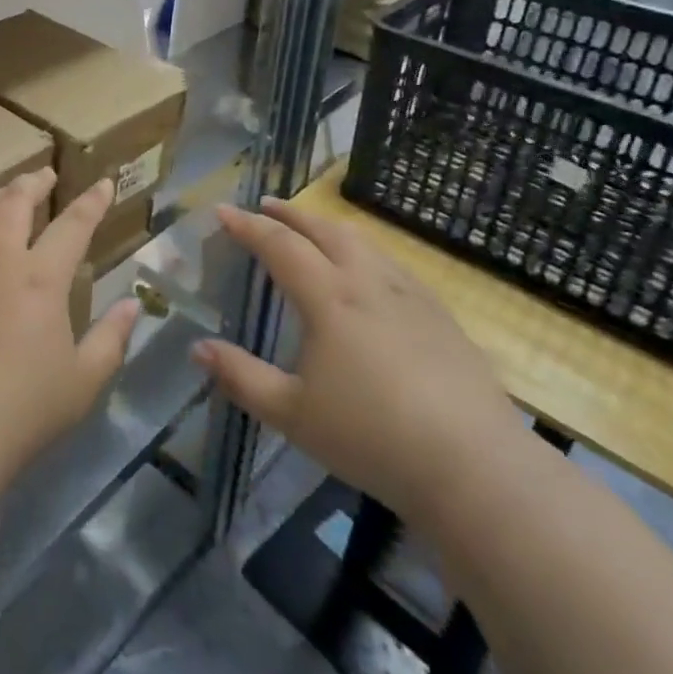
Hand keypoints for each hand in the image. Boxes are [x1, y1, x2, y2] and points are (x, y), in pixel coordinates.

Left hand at [0, 170, 139, 492]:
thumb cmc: (21, 412)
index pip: (74, 223)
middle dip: (34, 181)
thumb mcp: (83, 382)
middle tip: (43, 176)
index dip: (92, 201)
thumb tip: (134, 304)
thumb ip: (112, 337)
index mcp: (40, 276)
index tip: (103, 183)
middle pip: (14, 200)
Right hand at [194, 198, 522, 528]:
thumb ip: (241, 377)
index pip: (279, 245)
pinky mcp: (442, 316)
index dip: (247, 225)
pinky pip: (394, 265)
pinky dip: (366, 251)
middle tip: (266, 206)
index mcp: (329, 297)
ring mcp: (411, 296)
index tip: (223, 210)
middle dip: (291, 214)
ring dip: (330, 227)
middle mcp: (368, 282)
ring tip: (314, 230)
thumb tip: (198, 349)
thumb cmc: (372, 437)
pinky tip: (370, 273)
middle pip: (325, 230)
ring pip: (364, 242)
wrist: (474, 466)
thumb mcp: (292, 413)